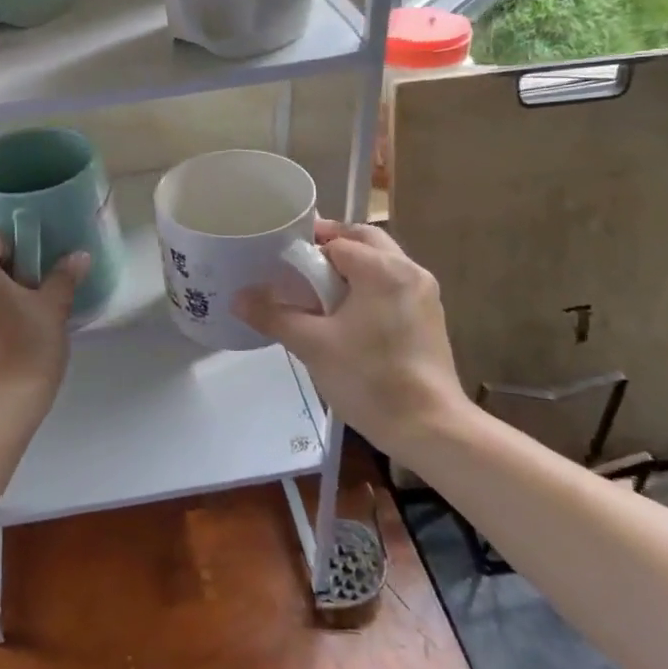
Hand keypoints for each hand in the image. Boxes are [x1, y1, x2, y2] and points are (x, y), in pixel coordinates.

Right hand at [233, 221, 466, 449]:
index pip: (337, 240)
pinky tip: (346, 316)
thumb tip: (238, 298)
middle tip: (299, 267)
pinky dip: (368, 287)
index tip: (279, 262)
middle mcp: (409, 271)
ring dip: (351, 268)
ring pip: (381, 263)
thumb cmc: (369, 379)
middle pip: (364, 241)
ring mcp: (424, 294)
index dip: (306, 248)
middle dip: (331, 247)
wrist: (429, 427)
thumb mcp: (313, 345)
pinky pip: (393, 286)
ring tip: (318, 292)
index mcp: (382, 269)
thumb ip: (274, 315)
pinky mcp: (429, 318)